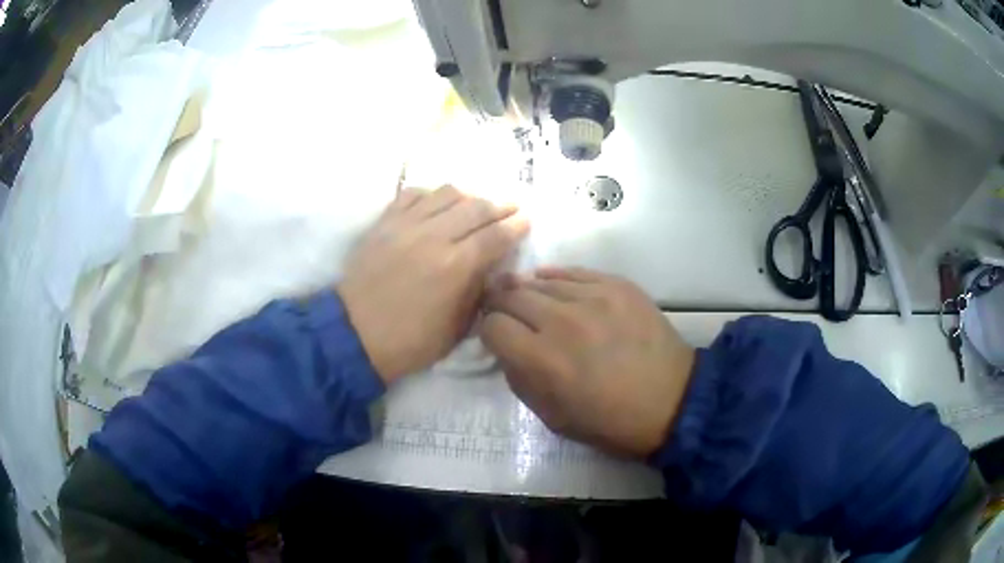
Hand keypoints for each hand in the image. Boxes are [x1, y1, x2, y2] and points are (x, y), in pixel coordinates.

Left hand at [339, 186, 527, 383]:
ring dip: (469, 196)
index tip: (526, 220)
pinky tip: (437, 203)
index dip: (516, 226)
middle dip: (500, 206)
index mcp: (456, 267)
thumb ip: (478, 291)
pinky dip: (431, 194)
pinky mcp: (384, 223)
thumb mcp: (457, 328)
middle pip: (476, 208)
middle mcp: (434, 237)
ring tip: (476, 204)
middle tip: (511, 207)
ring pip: (446, 193)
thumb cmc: (410, 341)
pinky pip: (412, 194)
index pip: (496, 235)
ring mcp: (406, 225)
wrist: (355, 335)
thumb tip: (491, 267)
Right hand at [481, 268, 695, 457]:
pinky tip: (554, 287)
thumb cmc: (609, 421)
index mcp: (542, 360)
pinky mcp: (617, 285)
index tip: (497, 338)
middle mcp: (561, 322)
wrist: (671, 402)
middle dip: (501, 306)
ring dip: (528, 292)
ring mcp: (593, 298)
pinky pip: (573, 272)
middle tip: (505, 313)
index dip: (488, 332)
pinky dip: (557, 280)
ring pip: (539, 280)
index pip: (492, 326)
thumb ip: (519, 379)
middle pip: (510, 296)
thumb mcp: (551, 417)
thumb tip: (506, 349)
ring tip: (530, 300)